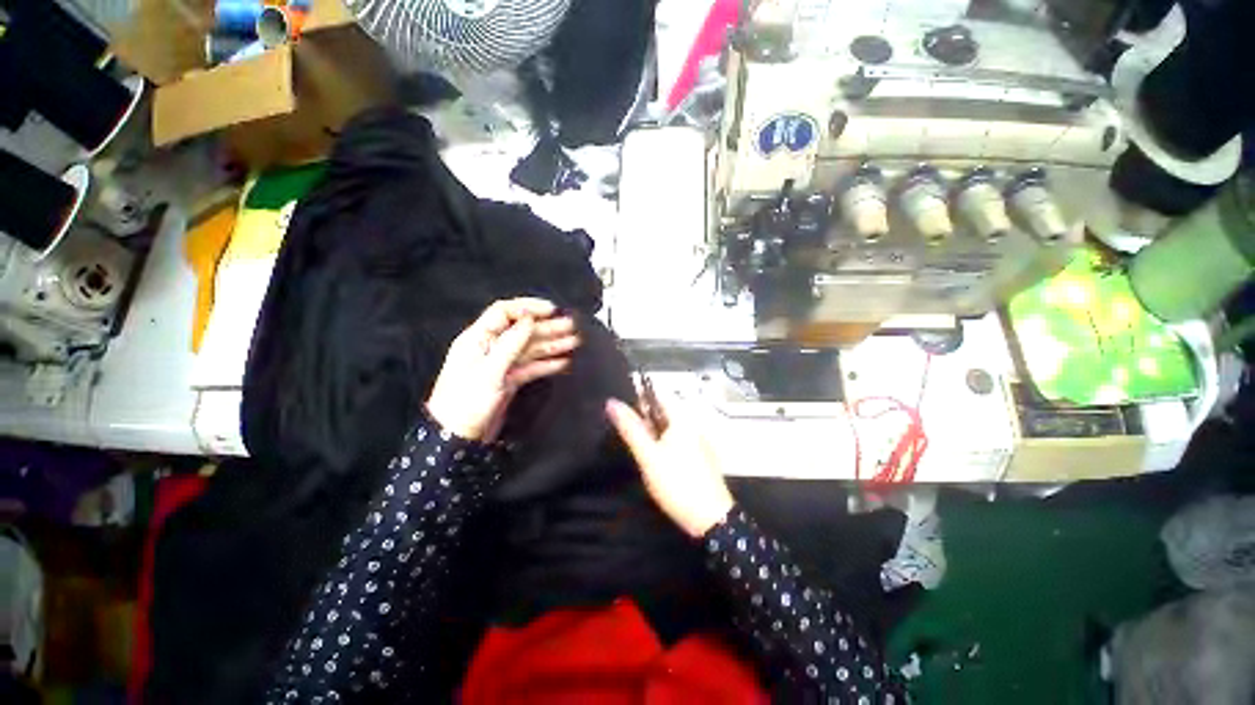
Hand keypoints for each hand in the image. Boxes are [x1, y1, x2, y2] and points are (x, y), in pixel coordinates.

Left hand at [427, 298, 579, 441]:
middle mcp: (491, 348)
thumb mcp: (490, 371)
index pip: (505, 313)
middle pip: (522, 331)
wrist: (456, 437)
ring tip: (574, 341)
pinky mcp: (509, 380)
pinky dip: (547, 364)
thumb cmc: (467, 402)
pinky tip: (563, 362)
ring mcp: (501, 364)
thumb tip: (529, 319)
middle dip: (547, 327)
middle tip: (571, 326)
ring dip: (551, 344)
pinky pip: (531, 367)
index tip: (552, 310)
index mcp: (479, 339)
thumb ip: (511, 343)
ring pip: (530, 349)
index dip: (529, 307)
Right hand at [606, 397, 734, 538]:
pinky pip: (677, 441)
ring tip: (635, 442)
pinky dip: (663, 443)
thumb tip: (612, 402)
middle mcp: (693, 425)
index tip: (621, 407)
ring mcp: (698, 441)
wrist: (711, 520)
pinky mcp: (700, 456)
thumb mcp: (648, 456)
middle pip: (663, 411)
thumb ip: (630, 429)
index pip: (658, 394)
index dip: (638, 397)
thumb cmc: (677, 484)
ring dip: (652, 431)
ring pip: (669, 427)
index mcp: (682, 419)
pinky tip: (654, 458)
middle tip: (623, 428)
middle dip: (643, 416)